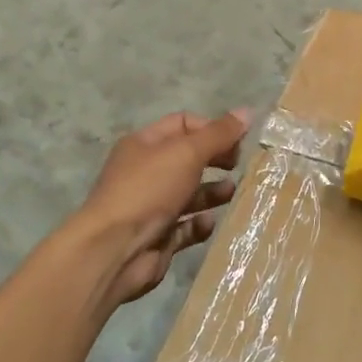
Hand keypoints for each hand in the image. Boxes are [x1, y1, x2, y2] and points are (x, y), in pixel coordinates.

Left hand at [73, 110, 250, 306]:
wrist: (114, 250)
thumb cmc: (148, 190)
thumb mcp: (186, 153)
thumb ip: (218, 134)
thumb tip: (247, 111)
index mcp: (145, 144)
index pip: (183, 124)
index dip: (211, 129)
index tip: (237, 141)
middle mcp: (146, 172)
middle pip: (187, 158)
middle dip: (214, 160)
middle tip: (238, 166)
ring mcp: (151, 206)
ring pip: (189, 194)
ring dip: (212, 193)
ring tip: (231, 193)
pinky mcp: (158, 238)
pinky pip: (185, 227)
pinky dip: (199, 224)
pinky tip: (209, 223)